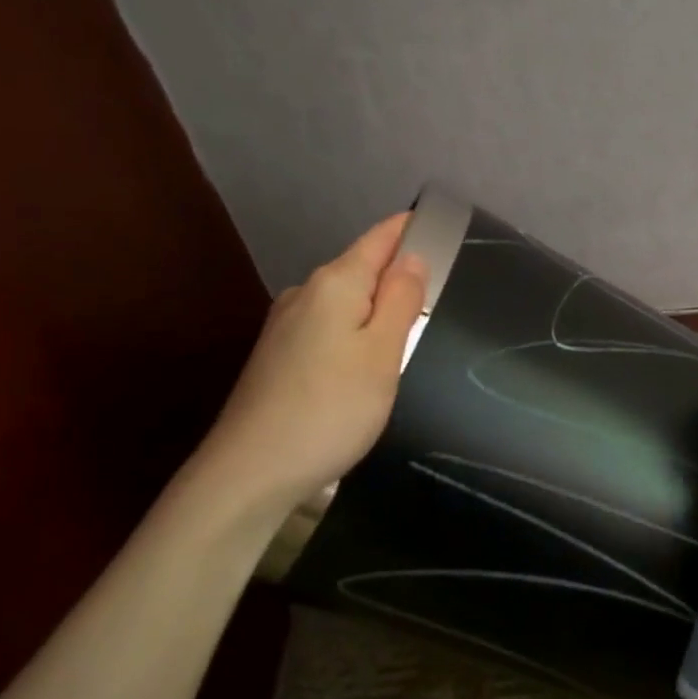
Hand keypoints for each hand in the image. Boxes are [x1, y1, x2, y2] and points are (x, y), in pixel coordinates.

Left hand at [194, 212, 426, 519]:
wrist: (253, 468)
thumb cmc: (332, 407)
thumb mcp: (382, 353)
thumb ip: (401, 300)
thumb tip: (412, 256)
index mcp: (335, 283)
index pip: (381, 237)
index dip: (412, 229)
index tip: (444, 230)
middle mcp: (305, 293)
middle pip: (362, 269)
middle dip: (398, 274)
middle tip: (440, 294)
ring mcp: (286, 325)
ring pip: (345, 302)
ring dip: (376, 308)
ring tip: (410, 333)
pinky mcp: (278, 356)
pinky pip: (328, 328)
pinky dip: (354, 332)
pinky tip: (365, 363)